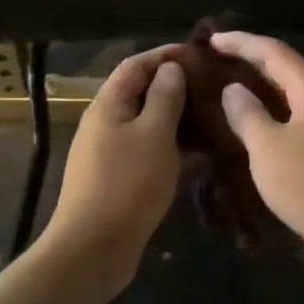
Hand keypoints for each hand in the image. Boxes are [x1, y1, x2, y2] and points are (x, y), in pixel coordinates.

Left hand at [40, 47, 186, 291]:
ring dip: (174, 116)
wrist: (93, 249)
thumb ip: (164, 98)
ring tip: (209, 116)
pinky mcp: (115, 178)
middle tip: (210, 86)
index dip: (164, 55)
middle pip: (138, 92)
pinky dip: (169, 144)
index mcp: (108, 105)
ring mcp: (107, 152)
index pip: (135, 65)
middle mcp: (103, 123)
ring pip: (144, 122)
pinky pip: (145, 149)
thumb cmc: (127, 184)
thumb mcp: (154, 135)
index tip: (199, 54)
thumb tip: (170, 68)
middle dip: (172, 85)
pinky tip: (196, 153)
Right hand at [209, 32, 303, 294]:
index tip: (210, 39)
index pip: (274, 52)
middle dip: (250, 62)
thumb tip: (234, 90)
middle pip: (285, 71)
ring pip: (289, 99)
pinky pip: (293, 124)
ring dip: (258, 92)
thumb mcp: (268, 148)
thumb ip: (247, 114)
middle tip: (213, 63)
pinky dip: (269, 119)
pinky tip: (247, 132)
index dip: (241, 42)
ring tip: (224, 93)